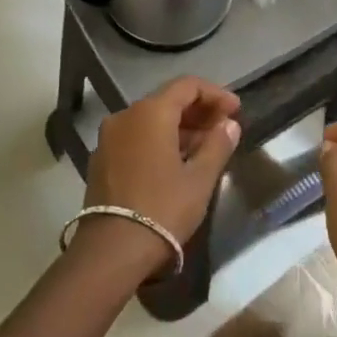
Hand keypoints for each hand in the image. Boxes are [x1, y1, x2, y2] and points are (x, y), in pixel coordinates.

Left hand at [80, 77, 240, 276]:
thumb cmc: (162, 208)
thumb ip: (217, 145)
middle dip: (198, 112)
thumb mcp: (200, 179)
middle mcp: (126, 116)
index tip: (235, 111)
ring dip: (179, 128)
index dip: (215, 94)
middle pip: (167, 101)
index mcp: (150, 112)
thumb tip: (229, 124)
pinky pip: (136, 138)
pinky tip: (177, 162)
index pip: (187, 86)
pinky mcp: (101, 160)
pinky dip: (158, 141)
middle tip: (224, 128)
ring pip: (150, 121)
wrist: (112, 250)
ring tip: (205, 148)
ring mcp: (109, 138)